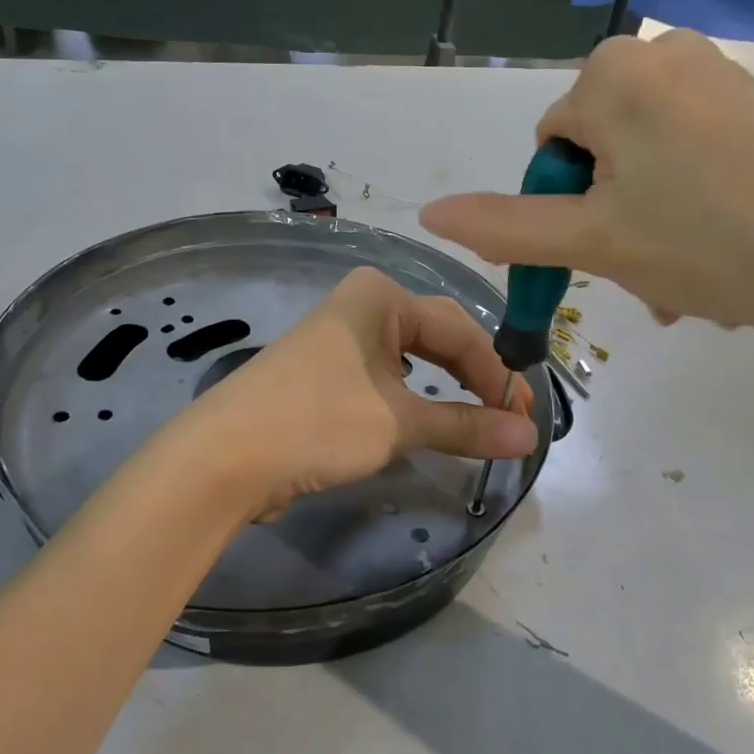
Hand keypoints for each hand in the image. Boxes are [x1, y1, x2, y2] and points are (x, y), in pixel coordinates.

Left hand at [178, 267, 537, 517]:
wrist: (224, 458)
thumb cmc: (317, 422)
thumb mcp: (398, 423)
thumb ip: (466, 425)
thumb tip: (529, 438)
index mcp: (380, 296)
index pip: (460, 330)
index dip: (497, 374)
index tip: (527, 418)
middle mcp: (362, 306)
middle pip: (439, 338)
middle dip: (477, 378)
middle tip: (513, 421)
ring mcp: (341, 339)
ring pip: (414, 360)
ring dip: (449, 391)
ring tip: (483, 421)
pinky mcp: (327, 373)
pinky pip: (388, 379)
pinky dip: (417, 400)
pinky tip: (432, 418)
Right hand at [420, 31, 753, 359]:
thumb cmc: (704, 242)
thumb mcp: (589, 240)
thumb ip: (501, 225)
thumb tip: (427, 214)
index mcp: (612, 72)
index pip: (550, 145)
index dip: (564, 206)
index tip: (602, 253)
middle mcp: (661, 55)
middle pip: (597, 152)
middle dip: (607, 219)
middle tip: (641, 276)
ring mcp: (715, 75)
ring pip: (642, 162)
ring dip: (645, 224)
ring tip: (679, 283)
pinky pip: (688, 154)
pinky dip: (686, 204)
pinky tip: (715, 253)